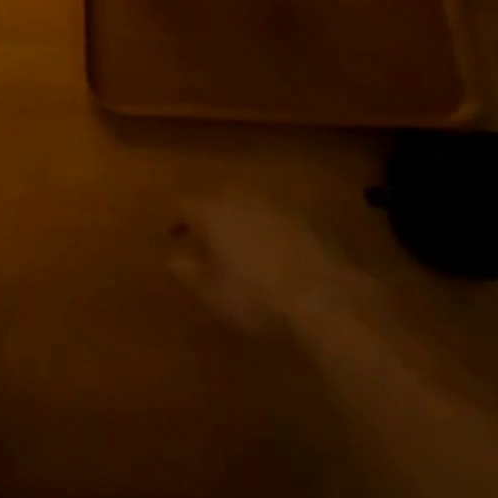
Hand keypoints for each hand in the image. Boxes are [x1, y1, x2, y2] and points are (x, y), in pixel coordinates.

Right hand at [170, 190, 370, 342]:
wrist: (325, 297)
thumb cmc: (258, 299)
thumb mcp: (215, 297)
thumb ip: (189, 275)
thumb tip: (171, 260)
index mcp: (212, 212)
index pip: (185, 206)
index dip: (178, 220)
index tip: (174, 235)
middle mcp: (240, 198)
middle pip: (217, 198)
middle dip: (209, 215)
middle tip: (207, 238)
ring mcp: (274, 205)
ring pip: (248, 204)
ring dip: (240, 219)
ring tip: (241, 244)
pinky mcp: (304, 218)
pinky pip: (276, 217)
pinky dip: (268, 229)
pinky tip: (275, 252)